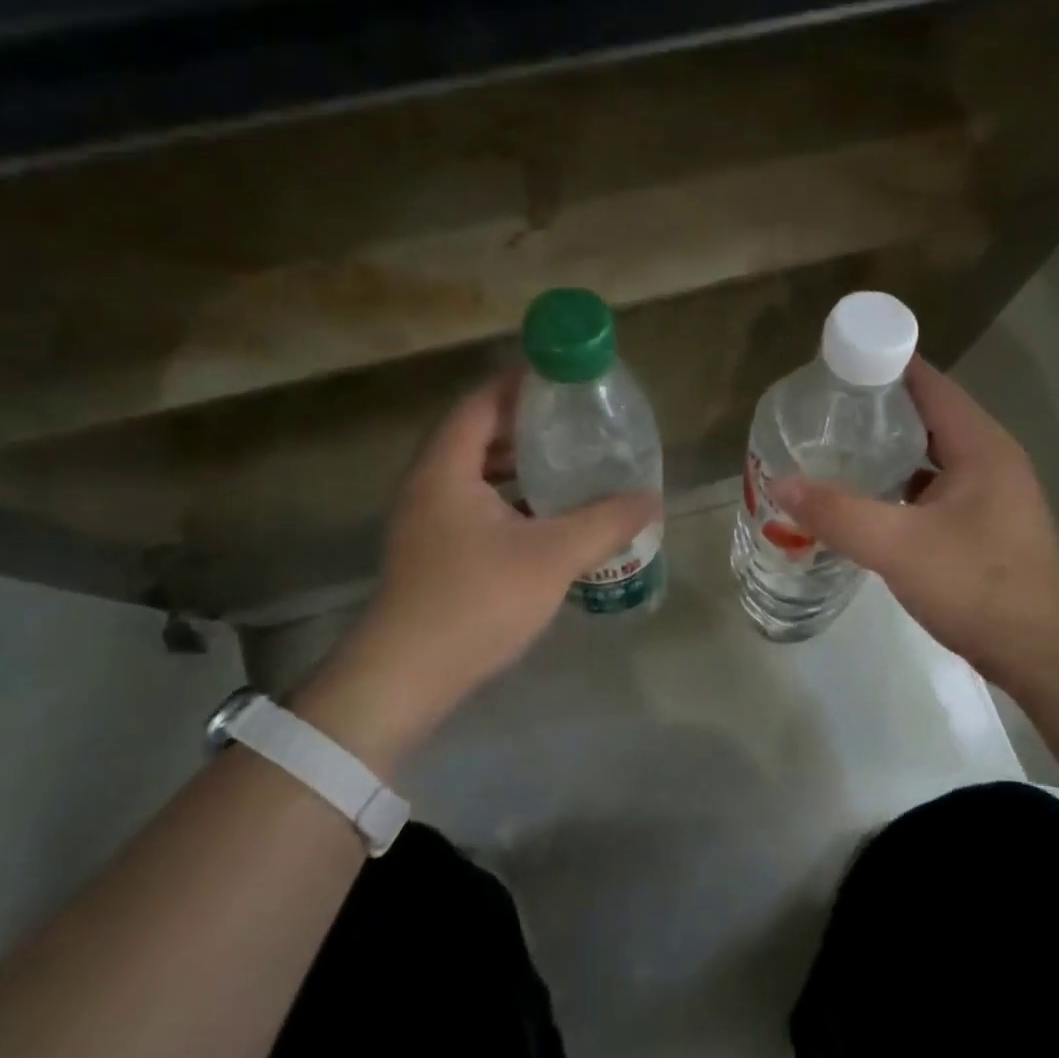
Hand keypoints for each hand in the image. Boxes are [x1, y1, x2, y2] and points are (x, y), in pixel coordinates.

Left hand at [296, 371, 658, 771]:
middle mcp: (429, 485)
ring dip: (519, 466)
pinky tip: (547, 519)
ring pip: (477, 474)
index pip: (482, 402)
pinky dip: (510, 500)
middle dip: (528, 426)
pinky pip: (475, 506)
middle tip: (578, 424)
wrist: (406, 678)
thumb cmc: (475, 602)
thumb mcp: (552, 556)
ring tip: (569, 466)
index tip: (566, 380)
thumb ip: (605, 522)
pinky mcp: (433, 553)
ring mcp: (426, 521)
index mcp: (447, 468)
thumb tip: (652, 499)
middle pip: (479, 434)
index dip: (522, 384)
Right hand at [773, 358, 1058, 688]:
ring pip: (927, 455)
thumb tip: (780, 482)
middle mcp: (988, 459)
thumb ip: (838, 513)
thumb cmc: (978, 586)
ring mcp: (987, 495)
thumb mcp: (899, 546)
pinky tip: (862, 498)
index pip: (928, 383)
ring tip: (832, 448)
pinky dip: (897, 485)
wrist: (1042, 654)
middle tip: (820, 410)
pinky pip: (930, 489)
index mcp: (979, 445)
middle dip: (874, 409)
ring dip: (885, 449)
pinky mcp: (980, 526)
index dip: (883, 365)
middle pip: (925, 416)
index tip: (833, 365)